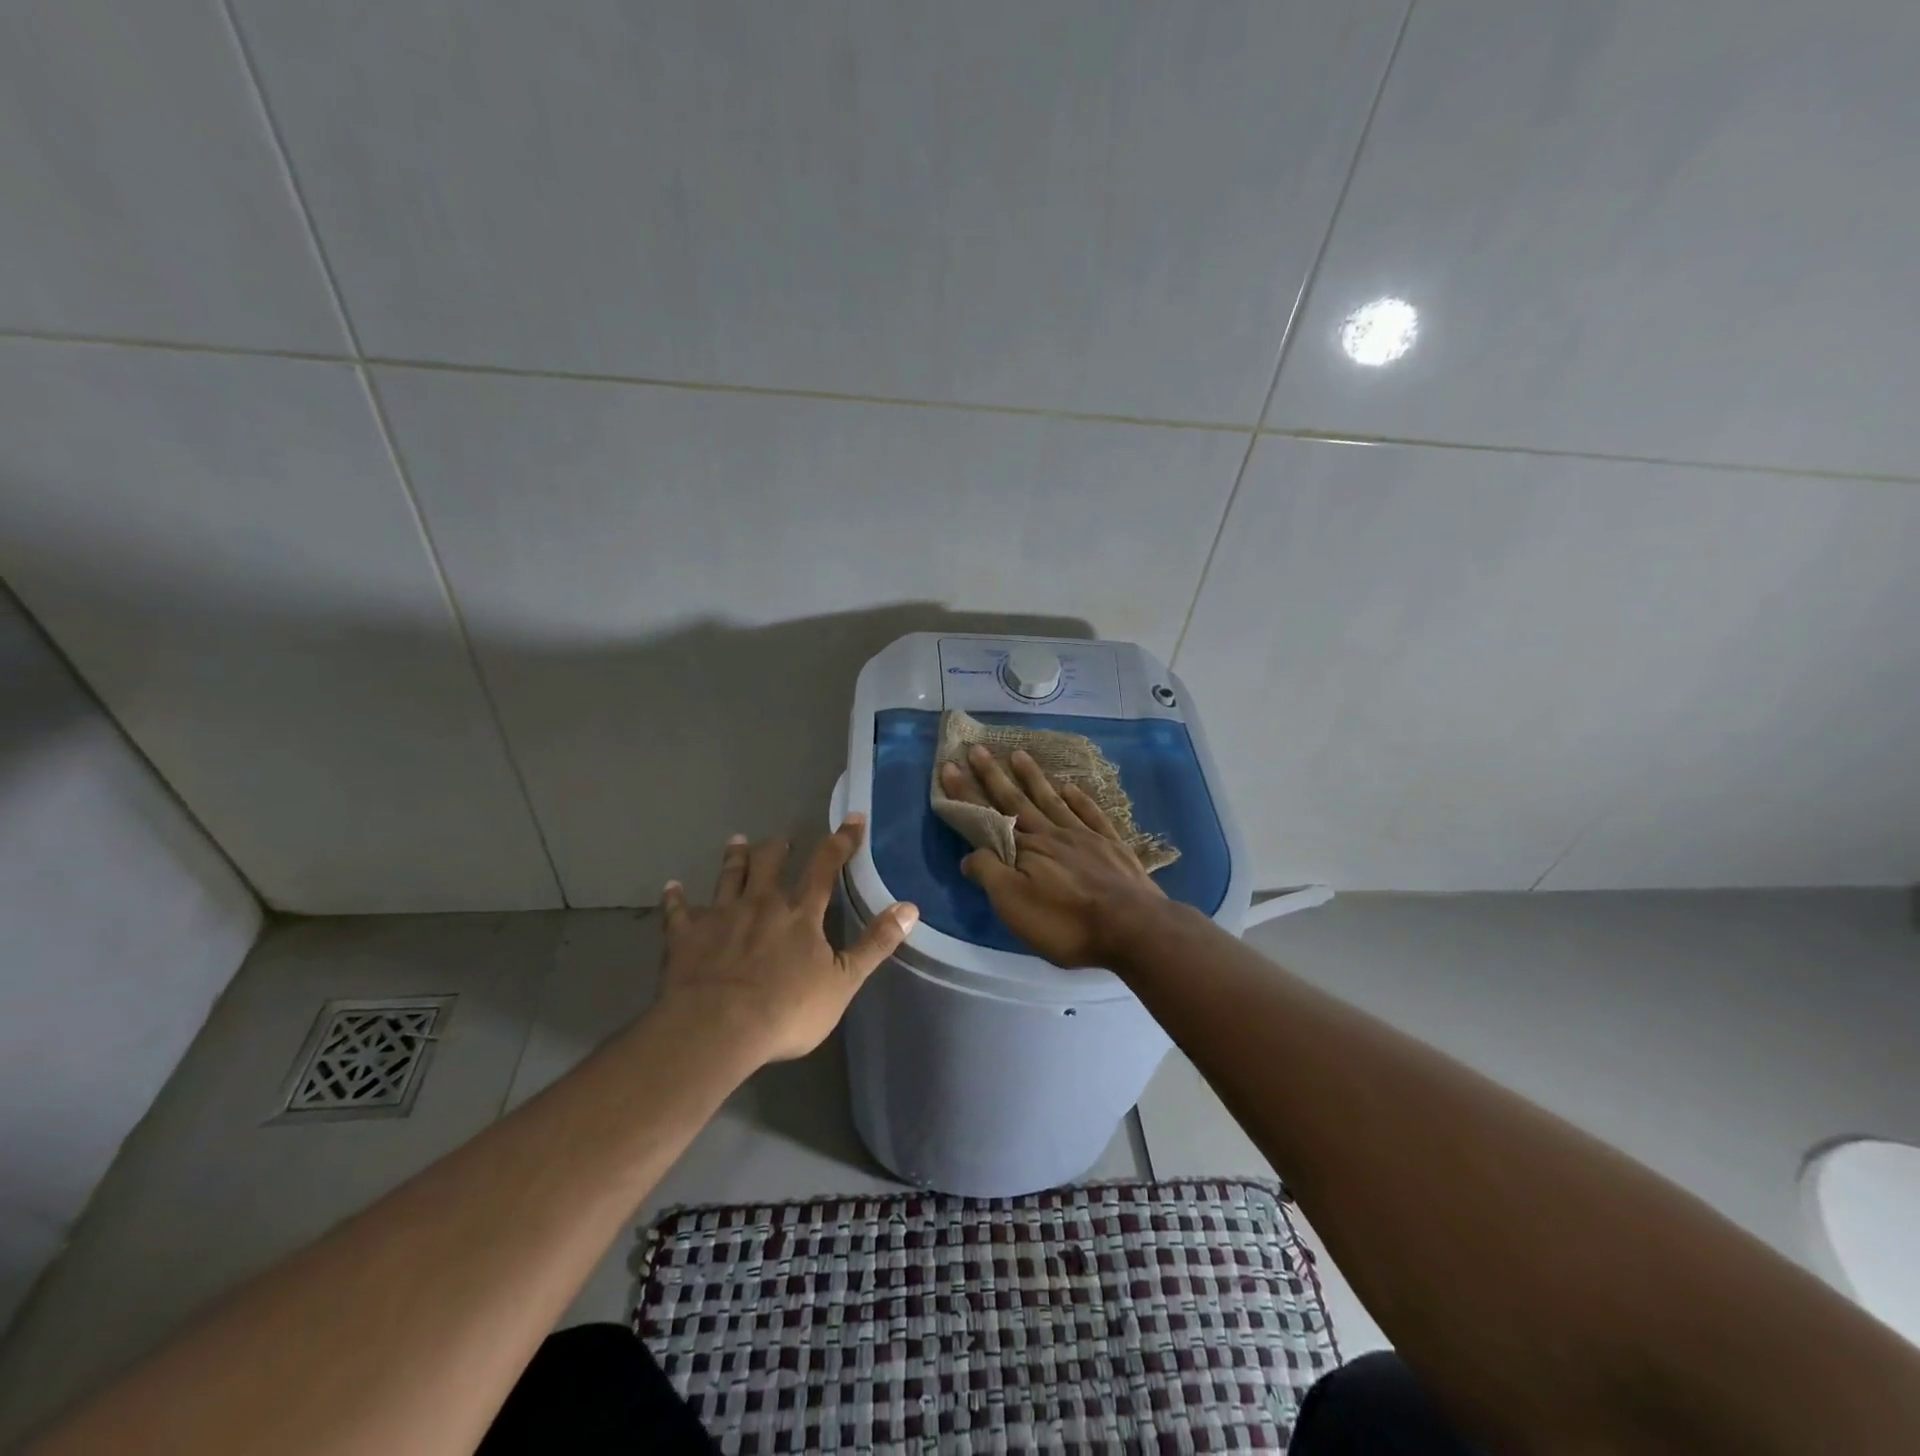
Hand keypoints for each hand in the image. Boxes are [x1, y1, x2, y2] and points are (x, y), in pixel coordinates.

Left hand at [657, 817, 917, 1065]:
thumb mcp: (844, 981)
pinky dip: (675, 899)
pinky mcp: (686, 936)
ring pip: (728, 877)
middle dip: (778, 847)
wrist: (718, 1028)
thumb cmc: (787, 1009)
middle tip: (782, 836)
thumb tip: (911, 907)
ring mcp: (721, 916)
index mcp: (801, 913)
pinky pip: (678, 912)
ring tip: (736, 840)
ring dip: (733, 858)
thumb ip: (875, 943)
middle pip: (770, 864)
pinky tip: (671, 887)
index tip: (853, 818)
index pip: (826, 867)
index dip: (841, 841)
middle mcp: (762, 904)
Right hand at [941, 745, 1169, 968]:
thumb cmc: (1066, 922)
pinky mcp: (1112, 846)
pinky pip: (1090, 814)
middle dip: (993, 775)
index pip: (987, 815)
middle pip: (1017, 799)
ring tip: (1018, 754)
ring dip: (1033, 777)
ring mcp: (1085, 836)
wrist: (1133, 927)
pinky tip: (1070, 787)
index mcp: (1026, 848)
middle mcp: (1052, 833)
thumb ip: (989, 873)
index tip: (949, 766)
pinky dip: (1078, 798)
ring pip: (1052, 800)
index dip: (966, 792)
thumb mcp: (1014, 905)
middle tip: (977, 748)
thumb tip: (969, 854)